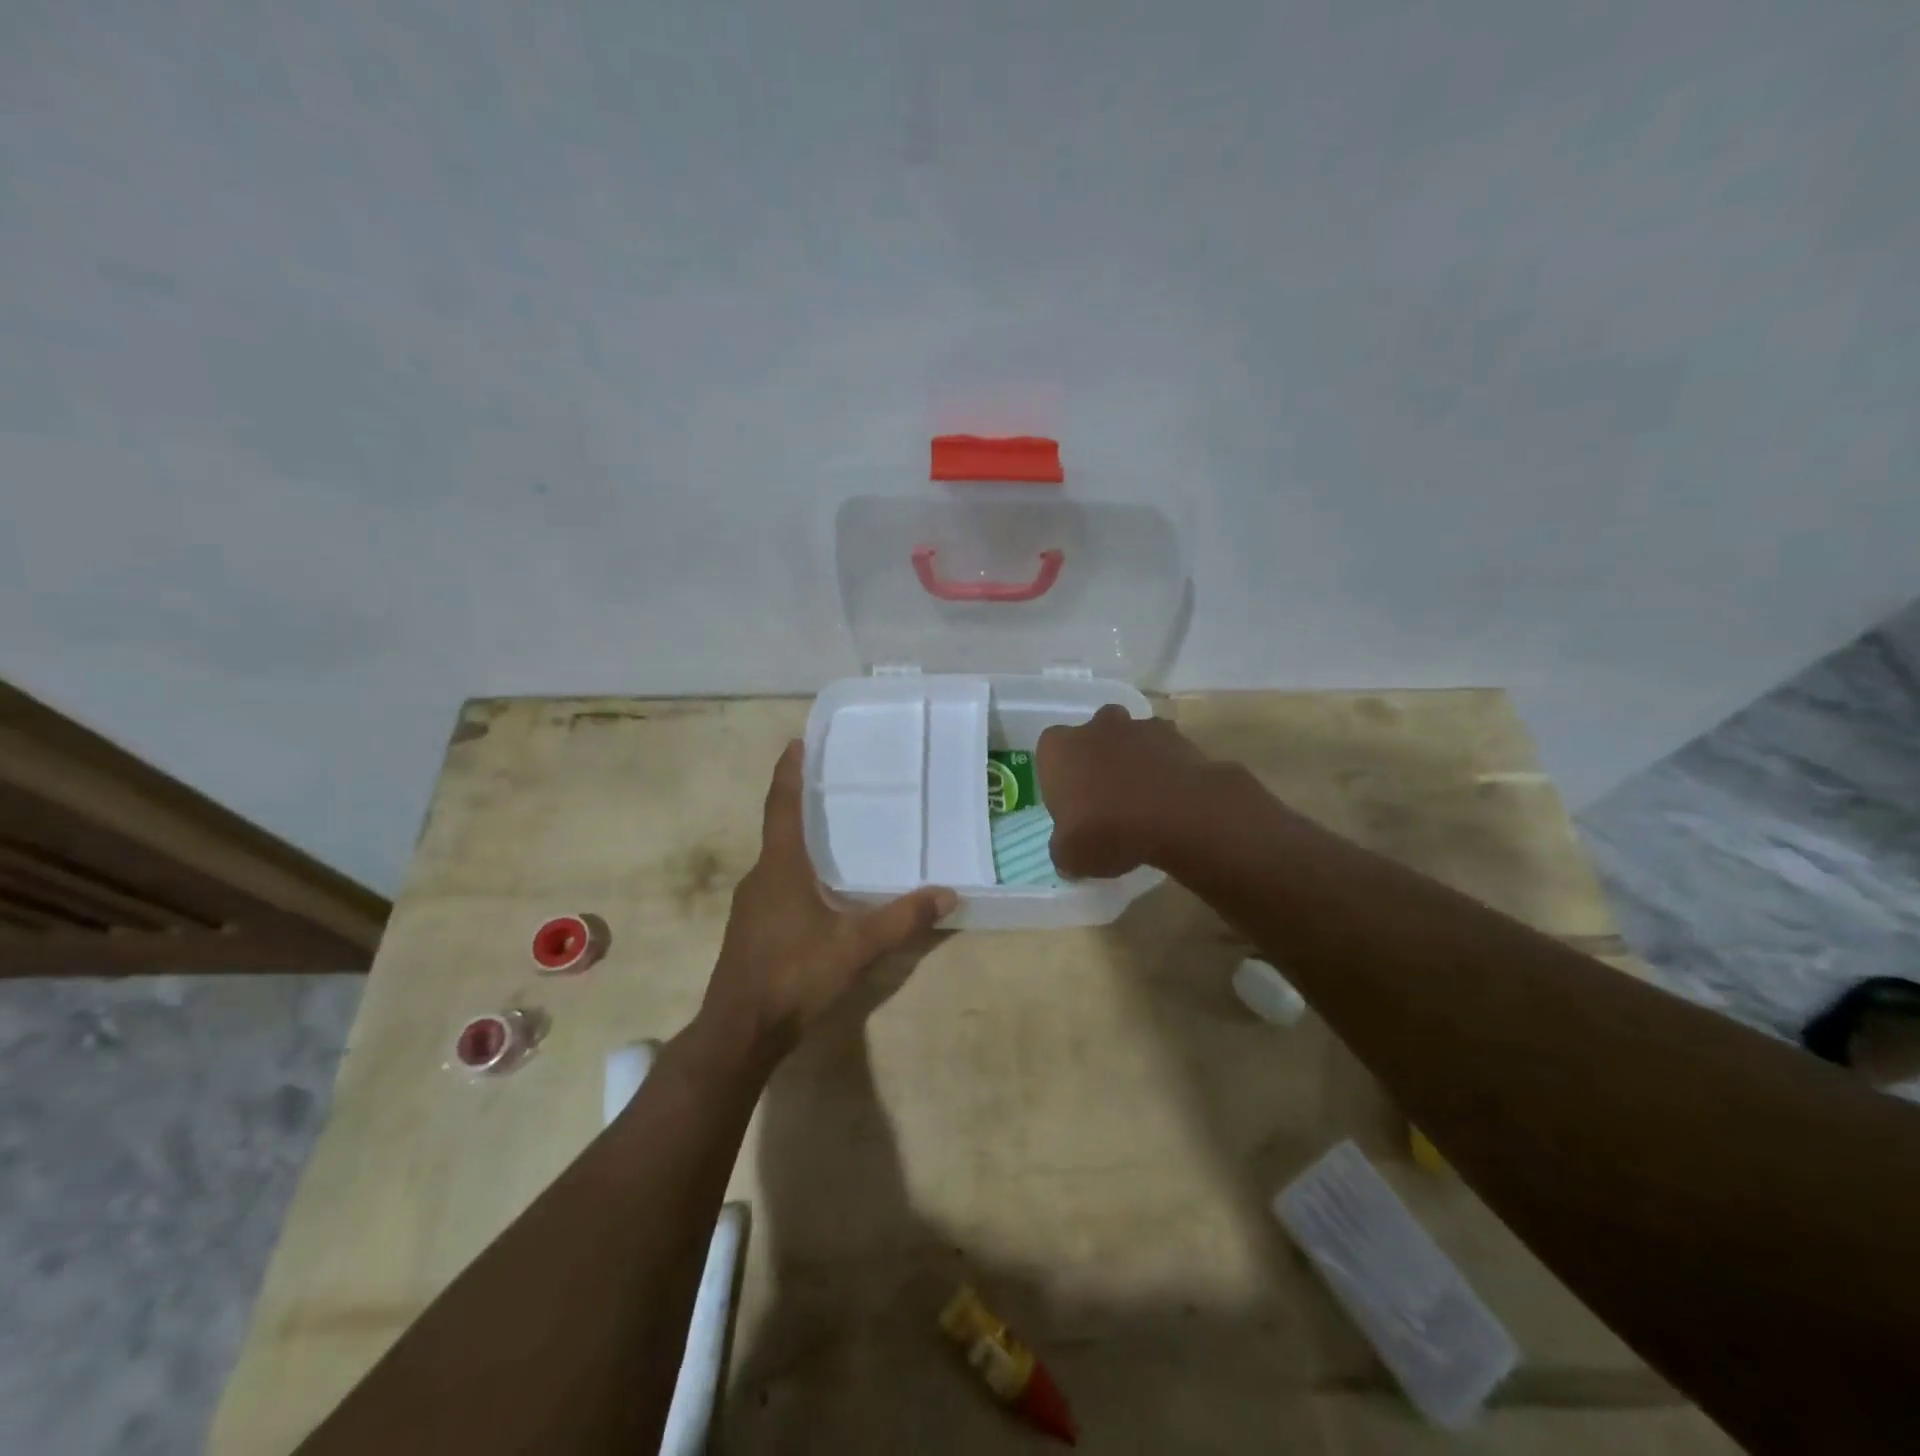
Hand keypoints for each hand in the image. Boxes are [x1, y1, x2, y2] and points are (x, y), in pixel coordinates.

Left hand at [699, 741, 955, 1061]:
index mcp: (780, 867)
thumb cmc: (794, 975)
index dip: (789, 772)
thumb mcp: (856, 946)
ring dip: (800, 843)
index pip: (782, 806)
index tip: (796, 742)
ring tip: (833, 836)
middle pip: (779, 829)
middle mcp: (760, 878)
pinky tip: (820, 893)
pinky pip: (776, 886)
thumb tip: (948, 894)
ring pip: (777, 862)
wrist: (739, 1032)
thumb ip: (902, 919)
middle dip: (800, 804)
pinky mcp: (750, 931)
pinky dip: (796, 874)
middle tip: (832, 786)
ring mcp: (750, 906)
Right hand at [1037, 705, 1219, 878]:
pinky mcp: (1173, 735)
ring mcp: (1135, 727)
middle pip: (1090, 738)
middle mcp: (1093, 728)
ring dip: (1131, 759)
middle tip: (1105, 798)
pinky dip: (1164, 764)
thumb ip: (1063, 850)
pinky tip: (1169, 794)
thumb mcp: (1071, 856)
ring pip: (1128, 738)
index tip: (1071, 805)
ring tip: (1141, 797)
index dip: (1059, 778)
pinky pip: (1163, 747)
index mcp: (1058, 749)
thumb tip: (1066, 852)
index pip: (1049, 754)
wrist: (1175, 816)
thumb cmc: (1107, 831)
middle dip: (1096, 760)